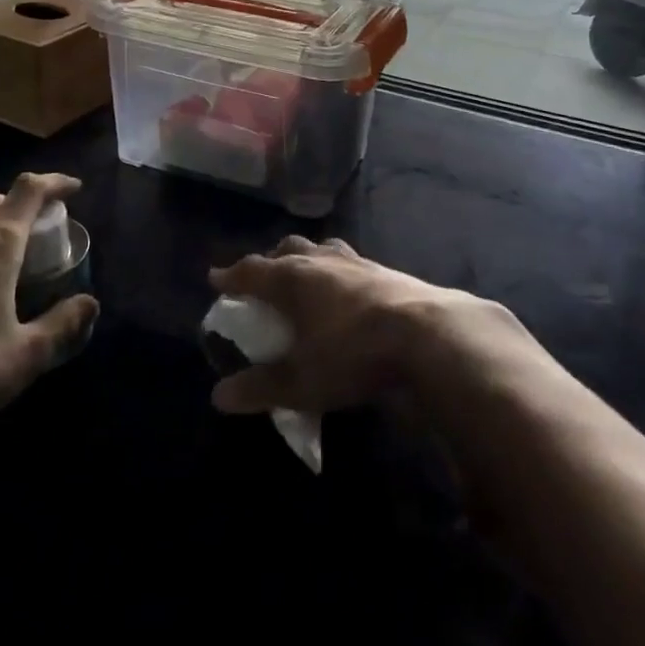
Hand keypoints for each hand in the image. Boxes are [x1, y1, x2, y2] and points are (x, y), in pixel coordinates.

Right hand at [207, 236, 524, 416]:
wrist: (427, 335)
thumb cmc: (353, 354)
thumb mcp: (302, 381)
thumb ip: (260, 388)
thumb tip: (219, 396)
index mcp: (291, 279)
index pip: (252, 270)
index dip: (232, 276)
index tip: (217, 278)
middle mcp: (320, 261)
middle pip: (287, 249)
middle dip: (271, 260)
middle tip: (264, 276)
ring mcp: (355, 262)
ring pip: (322, 249)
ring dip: (308, 258)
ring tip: (307, 273)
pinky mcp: (386, 270)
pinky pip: (351, 261)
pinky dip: (340, 270)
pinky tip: (349, 288)